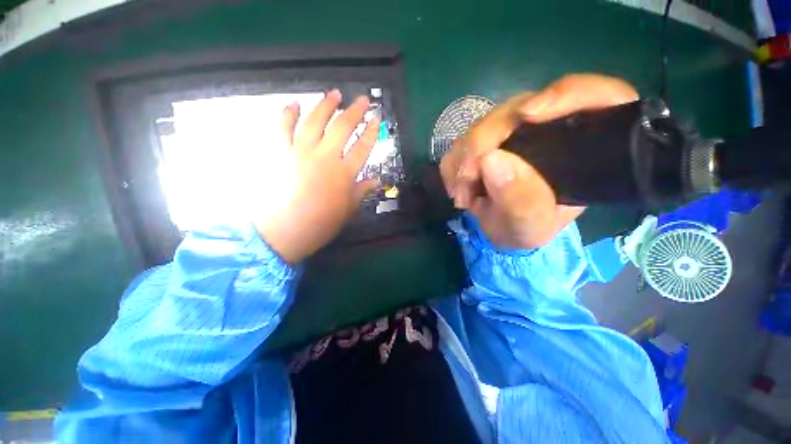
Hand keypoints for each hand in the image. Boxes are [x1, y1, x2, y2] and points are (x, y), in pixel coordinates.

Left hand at [255, 90, 378, 263]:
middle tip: (362, 99)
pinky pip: (283, 127)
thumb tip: (376, 181)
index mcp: (344, 173)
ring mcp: (300, 151)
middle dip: (355, 111)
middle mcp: (325, 157)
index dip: (371, 132)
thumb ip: (361, 191)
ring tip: (334, 93)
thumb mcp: (348, 210)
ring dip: (326, 105)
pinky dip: (288, 113)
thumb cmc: (321, 223)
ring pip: (315, 120)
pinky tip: (294, 103)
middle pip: (342, 127)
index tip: (376, 120)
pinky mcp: (279, 151)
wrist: (284, 231)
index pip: (362, 147)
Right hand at [440, 74, 638, 248]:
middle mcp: (548, 128)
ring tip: (463, 194)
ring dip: (464, 158)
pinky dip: (454, 164)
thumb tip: (490, 160)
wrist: (501, 229)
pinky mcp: (487, 139)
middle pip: (518, 109)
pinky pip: (462, 140)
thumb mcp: (530, 226)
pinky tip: (459, 187)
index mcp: (582, 146)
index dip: (566, 94)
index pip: (597, 97)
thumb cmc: (526, 229)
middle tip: (468, 179)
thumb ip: (520, 201)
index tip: (529, 114)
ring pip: (483, 123)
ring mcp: (513, 131)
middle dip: (483, 142)